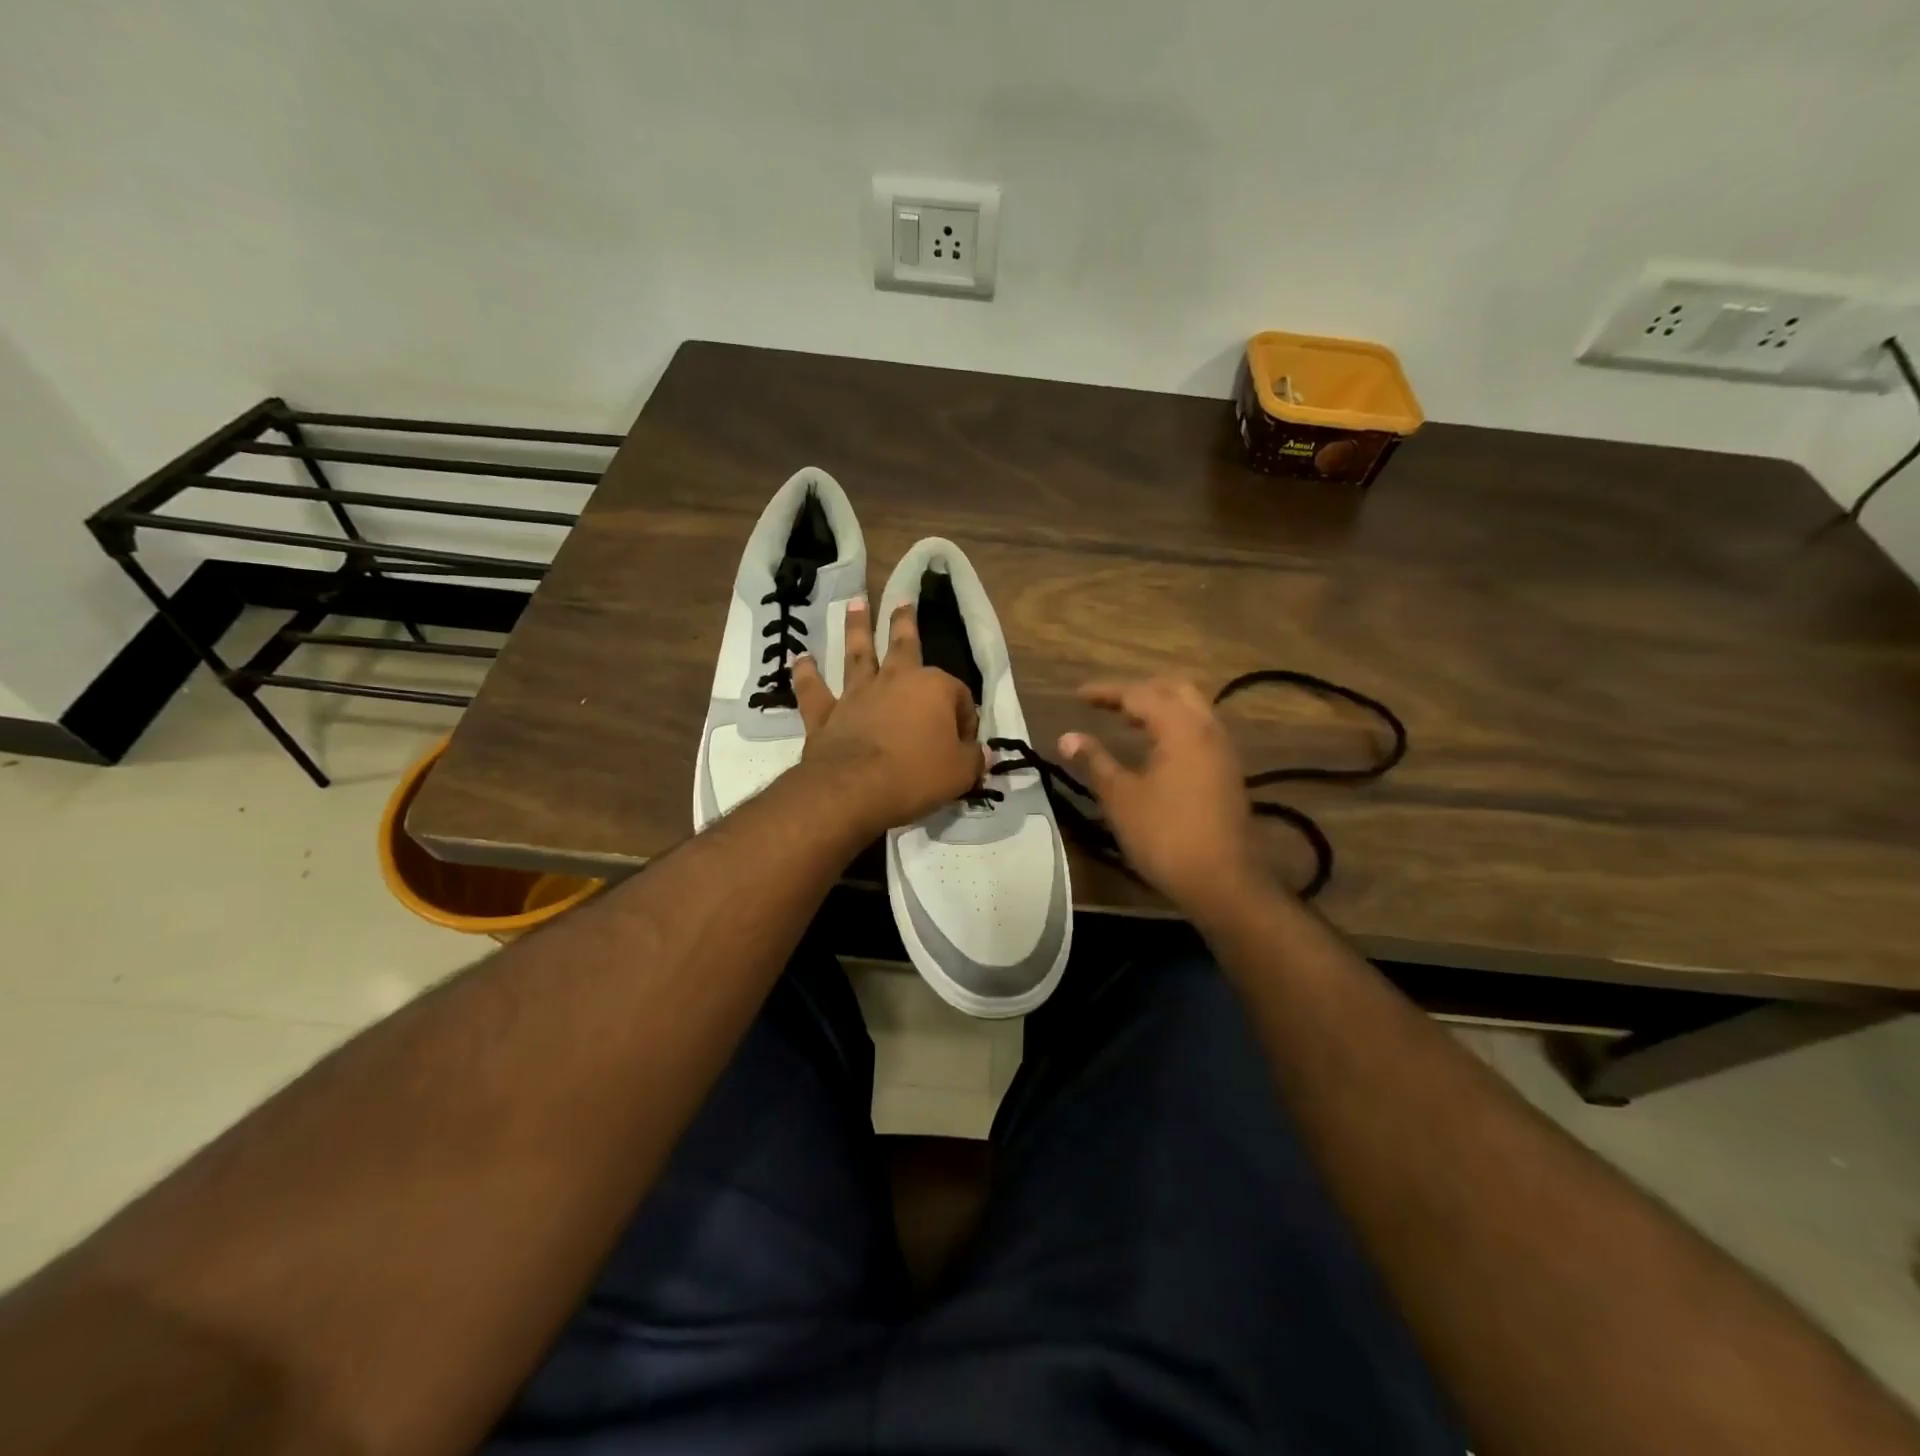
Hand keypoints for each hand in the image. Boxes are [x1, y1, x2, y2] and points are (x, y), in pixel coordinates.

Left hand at [791, 600, 985, 836]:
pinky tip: (801, 659)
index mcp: (934, 688)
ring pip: (858, 654)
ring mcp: (858, 694)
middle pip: (903, 645)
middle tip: (902, 600)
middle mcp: (896, 680)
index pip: (959, 697)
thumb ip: (973, 759)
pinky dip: (806, 674)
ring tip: (855, 603)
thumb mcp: (960, 773)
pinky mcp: (827, 713)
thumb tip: (983, 753)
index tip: (964, 746)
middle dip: (904, 622)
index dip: (965, 721)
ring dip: (857, 628)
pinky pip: (815, 689)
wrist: (855, 788)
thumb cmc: (916, 775)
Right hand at [1059, 677, 1263, 915]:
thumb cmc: (1165, 836)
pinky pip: (1199, 730)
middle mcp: (1207, 729)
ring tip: (1126, 721)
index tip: (1078, 696)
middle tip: (1108, 704)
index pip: (1139, 694)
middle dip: (1139, 691)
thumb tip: (1067, 737)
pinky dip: (1174, 726)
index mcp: (1181, 728)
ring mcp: (1223, 750)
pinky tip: (1154, 748)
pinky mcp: (1227, 771)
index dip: (1106, 692)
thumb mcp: (1121, 797)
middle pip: (1174, 689)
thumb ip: (1095, 760)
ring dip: (1159, 707)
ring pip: (1192, 709)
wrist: (1222, 881)